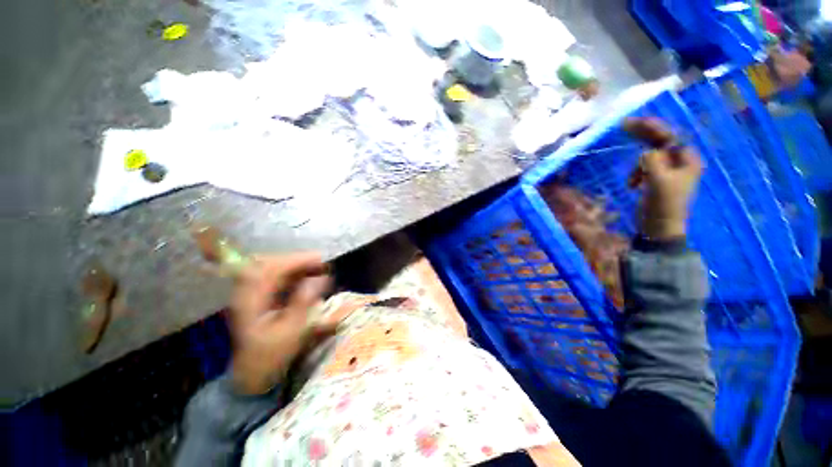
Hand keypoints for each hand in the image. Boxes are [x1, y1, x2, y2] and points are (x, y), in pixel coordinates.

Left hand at [229, 253, 332, 394]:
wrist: (252, 374)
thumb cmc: (272, 355)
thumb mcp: (291, 332)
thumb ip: (304, 302)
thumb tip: (321, 277)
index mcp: (250, 300)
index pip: (271, 268)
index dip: (297, 260)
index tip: (321, 260)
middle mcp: (247, 291)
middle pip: (270, 262)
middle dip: (297, 260)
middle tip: (320, 265)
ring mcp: (250, 293)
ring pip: (271, 266)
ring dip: (295, 265)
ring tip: (317, 269)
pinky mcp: (257, 295)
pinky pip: (273, 275)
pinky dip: (291, 272)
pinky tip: (305, 277)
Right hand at [625, 117, 702, 240]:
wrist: (659, 228)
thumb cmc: (663, 205)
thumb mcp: (658, 181)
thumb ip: (652, 161)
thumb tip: (646, 152)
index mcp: (686, 160)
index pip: (669, 136)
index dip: (650, 127)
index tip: (629, 122)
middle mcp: (681, 161)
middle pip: (661, 141)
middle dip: (642, 135)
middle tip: (623, 126)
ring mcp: (670, 171)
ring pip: (652, 154)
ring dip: (638, 163)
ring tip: (631, 180)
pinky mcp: (658, 179)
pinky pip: (646, 166)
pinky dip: (637, 172)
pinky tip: (632, 184)